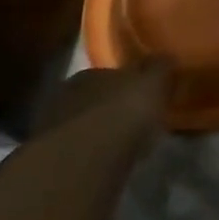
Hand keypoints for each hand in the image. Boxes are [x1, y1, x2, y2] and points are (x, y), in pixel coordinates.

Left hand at [29, 60, 173, 168]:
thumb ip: (160, 69)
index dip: (130, 85)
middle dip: (112, 109)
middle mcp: (68, 93)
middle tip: (133, 123)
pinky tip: (106, 163)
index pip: (112, 74)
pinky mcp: (50, 156)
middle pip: (96, 99)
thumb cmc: (124, 112)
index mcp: (92, 72)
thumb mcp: (153, 83)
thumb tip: (167, 56)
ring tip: (121, 146)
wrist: (86, 156)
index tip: (144, 97)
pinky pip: (78, 149)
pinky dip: (90, 153)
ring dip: (99, 132)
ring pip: (84, 124)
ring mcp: (55, 125)